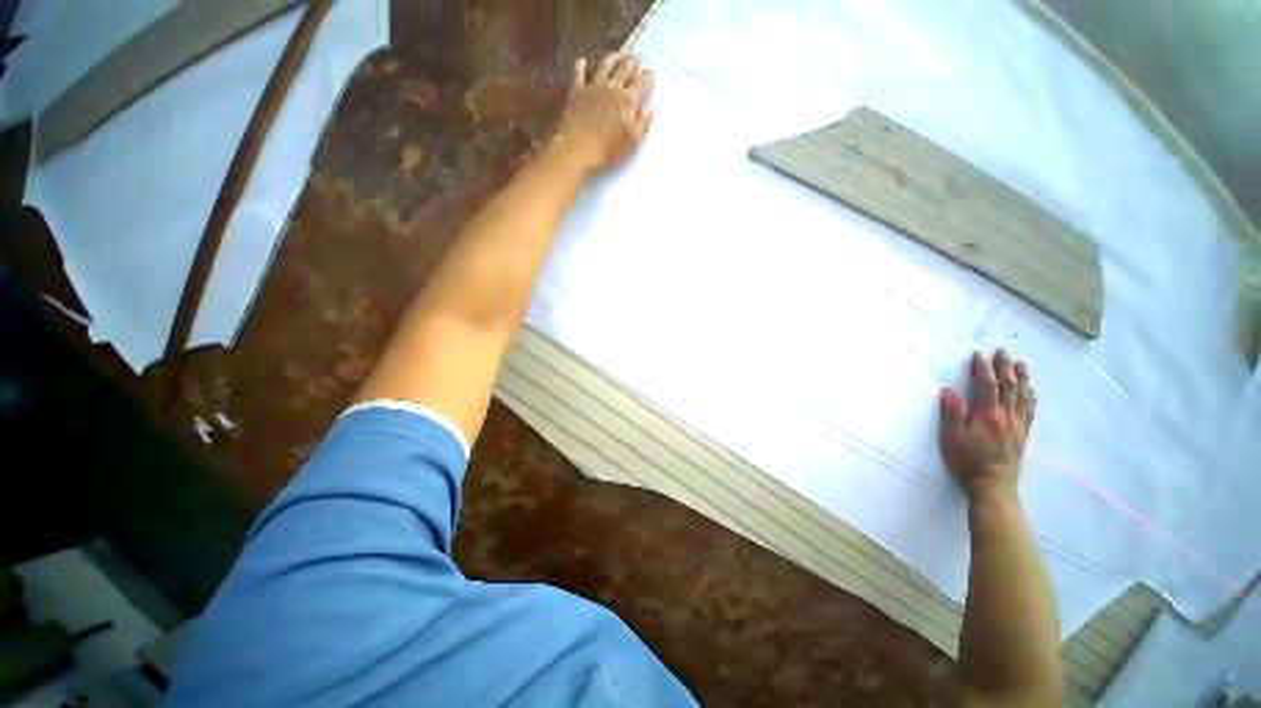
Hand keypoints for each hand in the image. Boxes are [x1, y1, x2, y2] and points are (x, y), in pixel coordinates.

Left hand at [551, 52, 653, 174]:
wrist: (578, 148)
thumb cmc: (609, 149)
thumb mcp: (632, 142)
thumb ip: (642, 124)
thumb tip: (648, 109)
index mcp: (628, 101)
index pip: (641, 83)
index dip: (647, 77)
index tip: (650, 72)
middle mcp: (612, 88)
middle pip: (624, 69)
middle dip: (631, 62)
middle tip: (636, 57)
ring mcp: (593, 87)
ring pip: (604, 66)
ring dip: (612, 59)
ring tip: (617, 54)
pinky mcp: (576, 92)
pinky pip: (579, 74)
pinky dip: (581, 66)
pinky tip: (582, 61)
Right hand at [939, 349, 1035, 499]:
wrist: (993, 486)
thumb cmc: (967, 461)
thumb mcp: (952, 438)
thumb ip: (952, 414)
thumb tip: (948, 391)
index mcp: (988, 415)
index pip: (987, 386)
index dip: (983, 369)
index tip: (978, 355)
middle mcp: (1006, 416)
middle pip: (1009, 387)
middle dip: (1006, 368)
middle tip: (1003, 352)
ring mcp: (1017, 425)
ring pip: (1022, 396)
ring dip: (1022, 378)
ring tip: (1021, 364)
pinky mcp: (1022, 434)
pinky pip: (1029, 411)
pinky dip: (1030, 398)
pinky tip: (1031, 392)